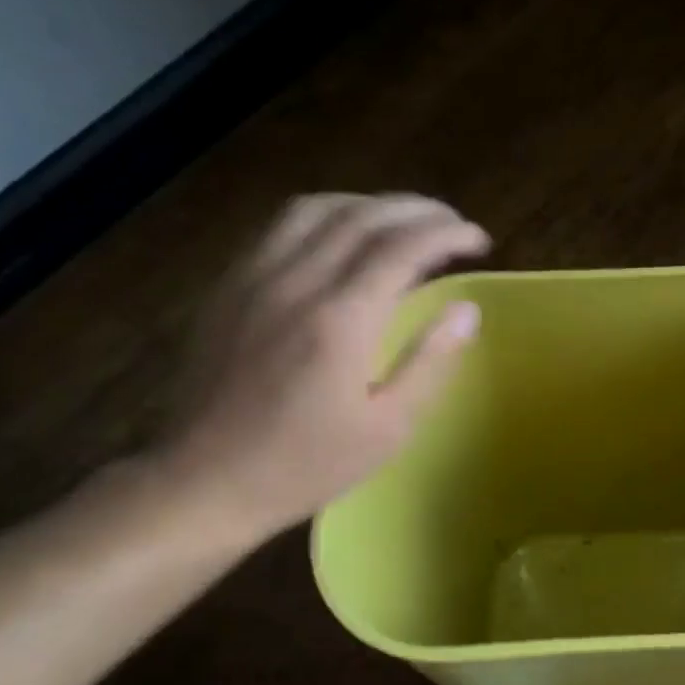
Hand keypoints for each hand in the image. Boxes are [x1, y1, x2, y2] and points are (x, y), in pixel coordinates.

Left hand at [151, 193, 486, 544]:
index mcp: (340, 320)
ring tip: (402, 221)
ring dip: (369, 204)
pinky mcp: (228, 286)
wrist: (205, 480)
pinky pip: (280, 228)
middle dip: (417, 209)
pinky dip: (326, 217)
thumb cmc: (306, 465)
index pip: (403, 248)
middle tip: (452, 224)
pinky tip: (342, 240)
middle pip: (362, 215)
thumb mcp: (386, 429)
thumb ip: (429, 361)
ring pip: (316, 209)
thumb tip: (467, 309)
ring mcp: (253, 277)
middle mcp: (295, 282)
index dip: (448, 233)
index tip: (479, 240)